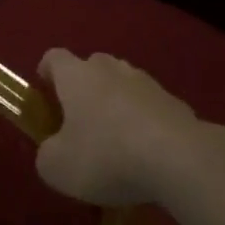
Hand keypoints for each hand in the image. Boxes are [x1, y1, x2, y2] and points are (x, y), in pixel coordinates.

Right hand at [34, 48, 208, 206]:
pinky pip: (150, 107)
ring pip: (123, 85)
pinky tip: (147, 155)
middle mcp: (109, 68)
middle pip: (91, 67)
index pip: (54, 57)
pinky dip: (144, 123)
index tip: (44, 93)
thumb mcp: (58, 167)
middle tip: (80, 122)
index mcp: (75, 75)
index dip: (46, 72)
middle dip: (84, 88)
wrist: (179, 158)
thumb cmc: (106, 155)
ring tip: (116, 142)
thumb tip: (52, 151)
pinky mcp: (175, 102)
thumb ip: (47, 155)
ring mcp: (146, 82)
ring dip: (116, 105)